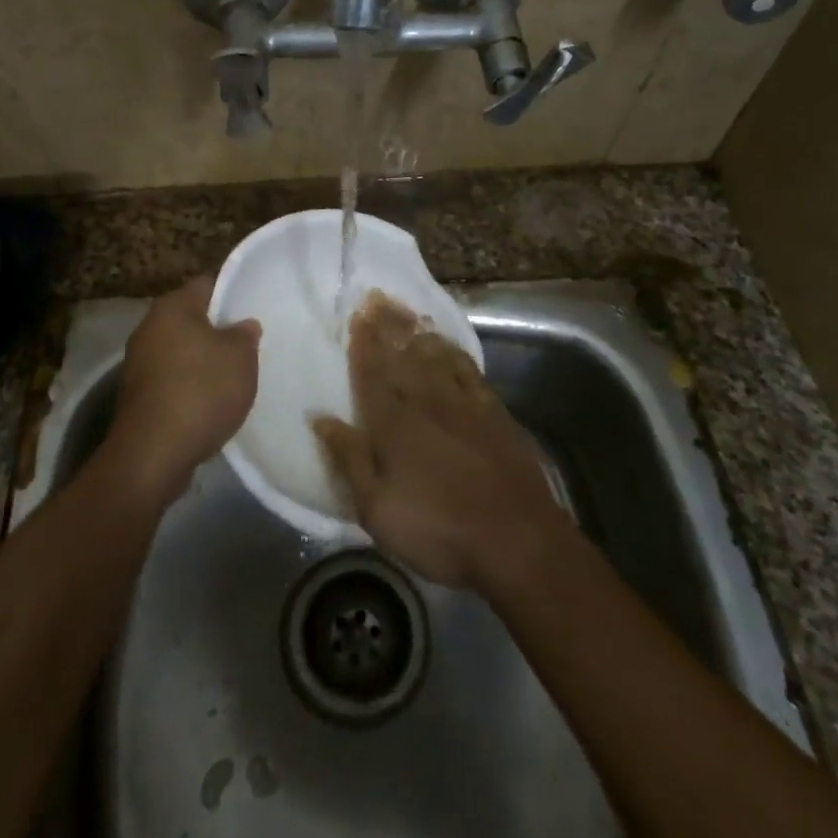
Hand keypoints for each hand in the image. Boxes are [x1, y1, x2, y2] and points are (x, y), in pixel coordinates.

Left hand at [106, 276, 260, 505]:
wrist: (153, 454)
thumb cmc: (201, 391)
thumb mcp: (240, 357)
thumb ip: (245, 335)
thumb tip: (242, 326)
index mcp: (172, 307)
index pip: (207, 284)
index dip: (232, 293)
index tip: (253, 309)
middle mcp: (149, 327)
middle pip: (192, 319)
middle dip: (218, 331)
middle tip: (247, 345)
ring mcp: (138, 363)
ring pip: (181, 351)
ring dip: (203, 362)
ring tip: (233, 377)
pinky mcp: (137, 395)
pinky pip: (171, 380)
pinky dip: (189, 387)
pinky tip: (210, 403)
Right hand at [313, 290, 565, 591]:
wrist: (517, 539)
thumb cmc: (439, 530)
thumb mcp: (378, 509)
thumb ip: (349, 459)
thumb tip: (320, 419)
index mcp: (393, 424)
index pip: (371, 374)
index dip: (362, 344)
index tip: (356, 316)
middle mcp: (425, 402)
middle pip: (401, 356)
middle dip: (387, 327)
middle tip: (377, 298)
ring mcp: (463, 403)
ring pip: (434, 356)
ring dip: (417, 332)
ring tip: (406, 311)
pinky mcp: (493, 412)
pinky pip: (467, 369)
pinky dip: (453, 352)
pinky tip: (446, 344)